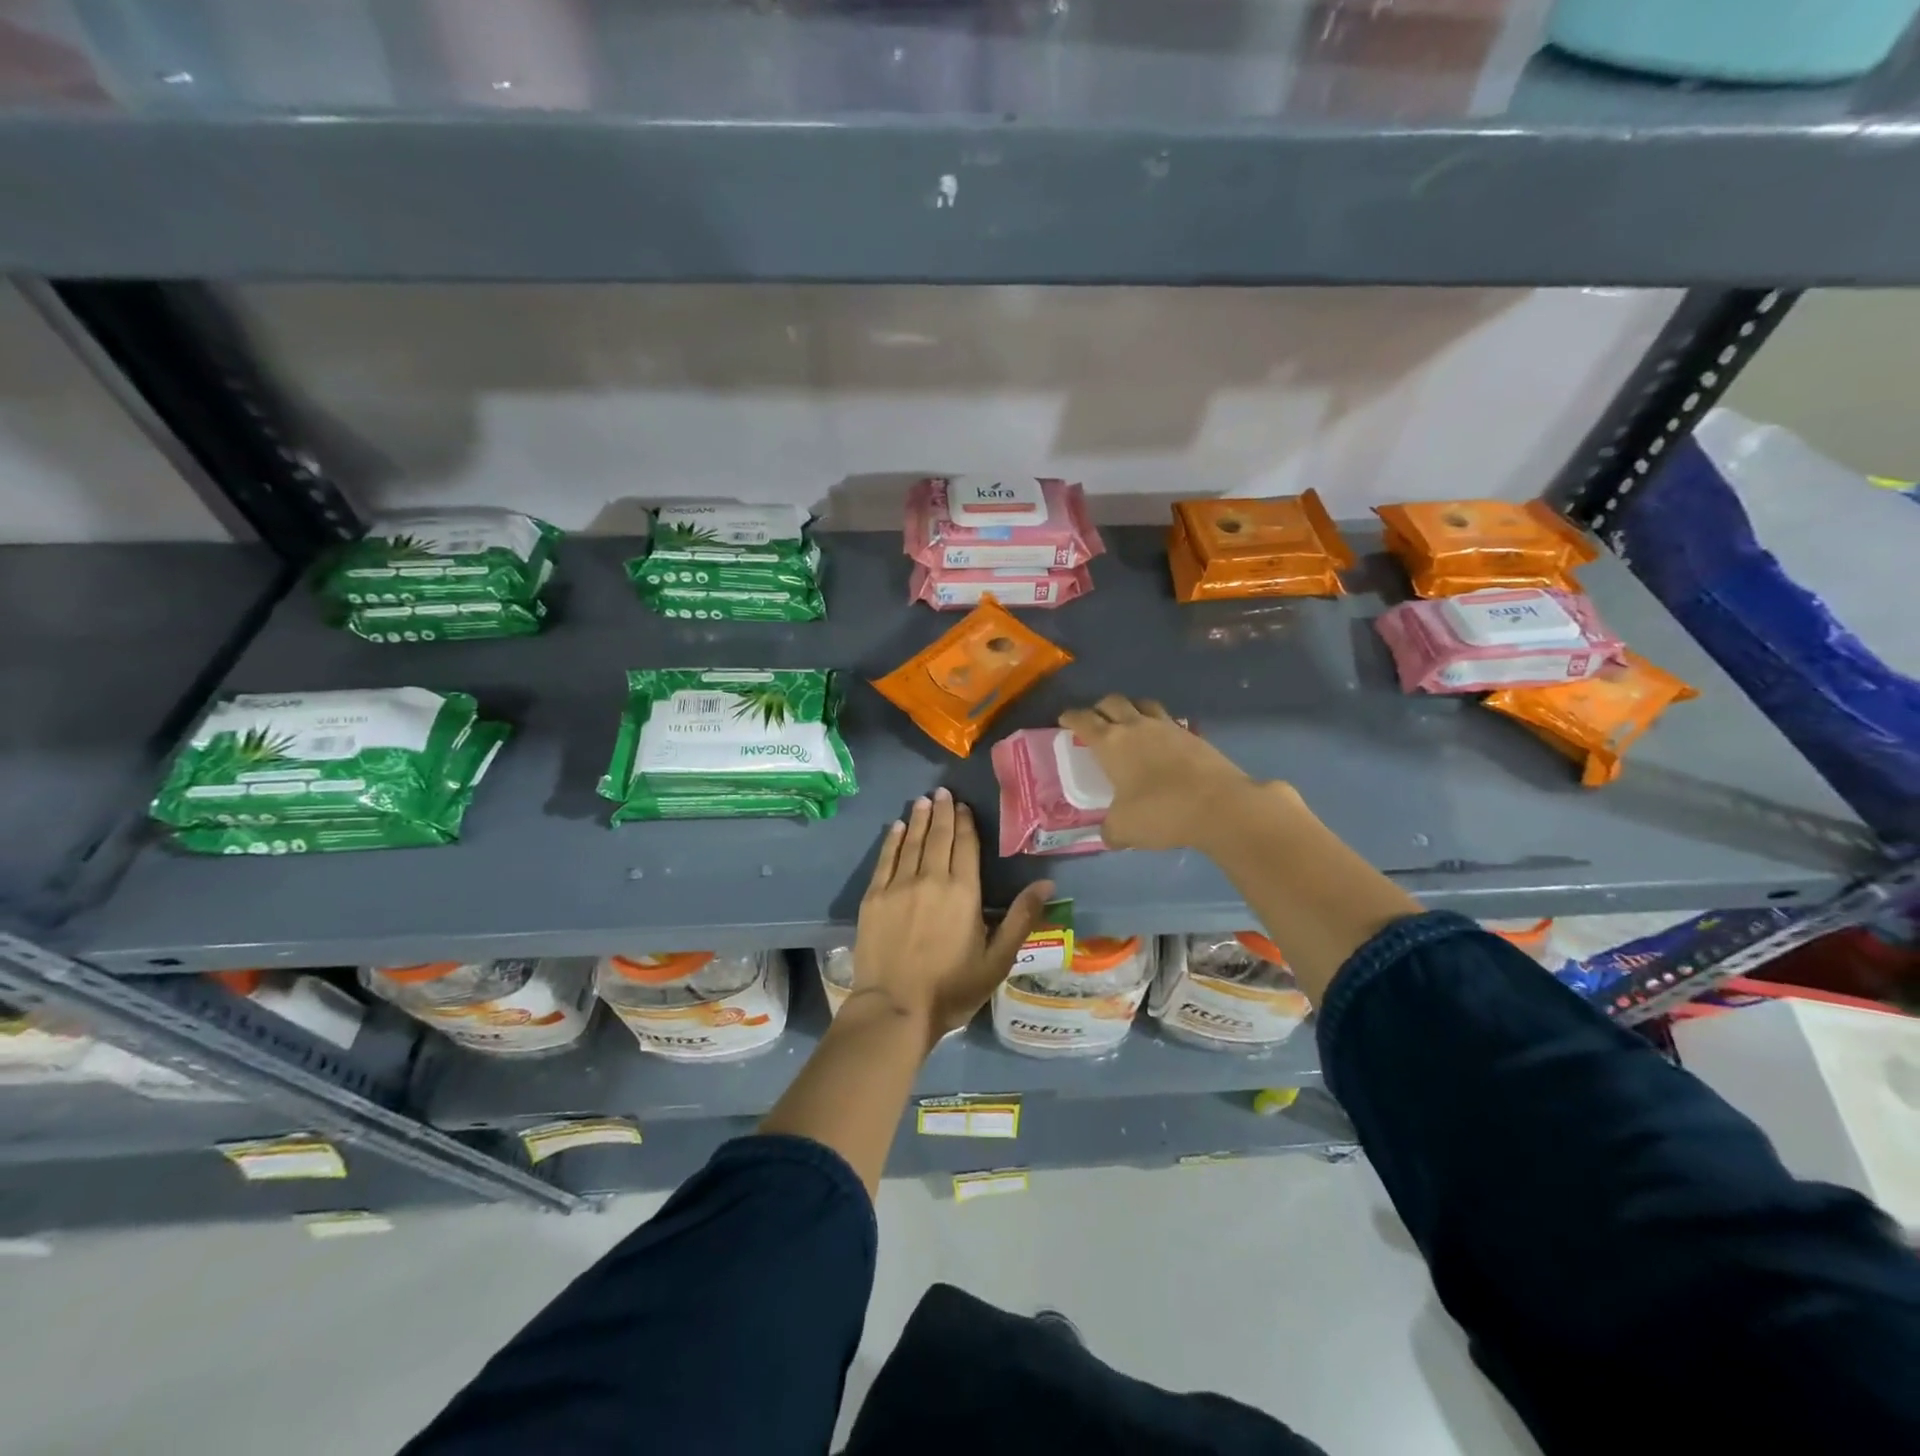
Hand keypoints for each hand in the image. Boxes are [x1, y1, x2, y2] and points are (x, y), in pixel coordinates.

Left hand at [850, 787, 1053, 1041]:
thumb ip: (1021, 918)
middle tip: (942, 791)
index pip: (966, 846)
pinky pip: (885, 859)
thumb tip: (1047, 883)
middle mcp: (931, 878)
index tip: (962, 805)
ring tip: (923, 801)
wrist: (895, 1008)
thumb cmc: (952, 988)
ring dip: (918, 819)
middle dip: (942, 812)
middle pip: (938, 837)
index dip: (964, 823)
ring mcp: (899, 886)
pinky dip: (892, 840)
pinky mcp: (874, 897)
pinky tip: (896, 828)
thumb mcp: (997, 959)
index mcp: (963, 892)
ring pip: (911, 842)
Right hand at [1058, 694, 1265, 851]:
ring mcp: (1169, 728)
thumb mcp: (1125, 828)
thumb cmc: (1161, 812)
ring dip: (1132, 709)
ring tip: (1130, 723)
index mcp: (1111, 743)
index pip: (1083, 720)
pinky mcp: (1194, 736)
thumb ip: (1111, 830)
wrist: (1220, 806)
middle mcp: (1137, 726)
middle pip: (1113, 702)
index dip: (1071, 717)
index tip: (1065, 719)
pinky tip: (1163, 743)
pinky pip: (1170, 722)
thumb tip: (1109, 835)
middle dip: (1100, 708)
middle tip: (1096, 721)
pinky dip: (1160, 727)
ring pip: (1144, 704)